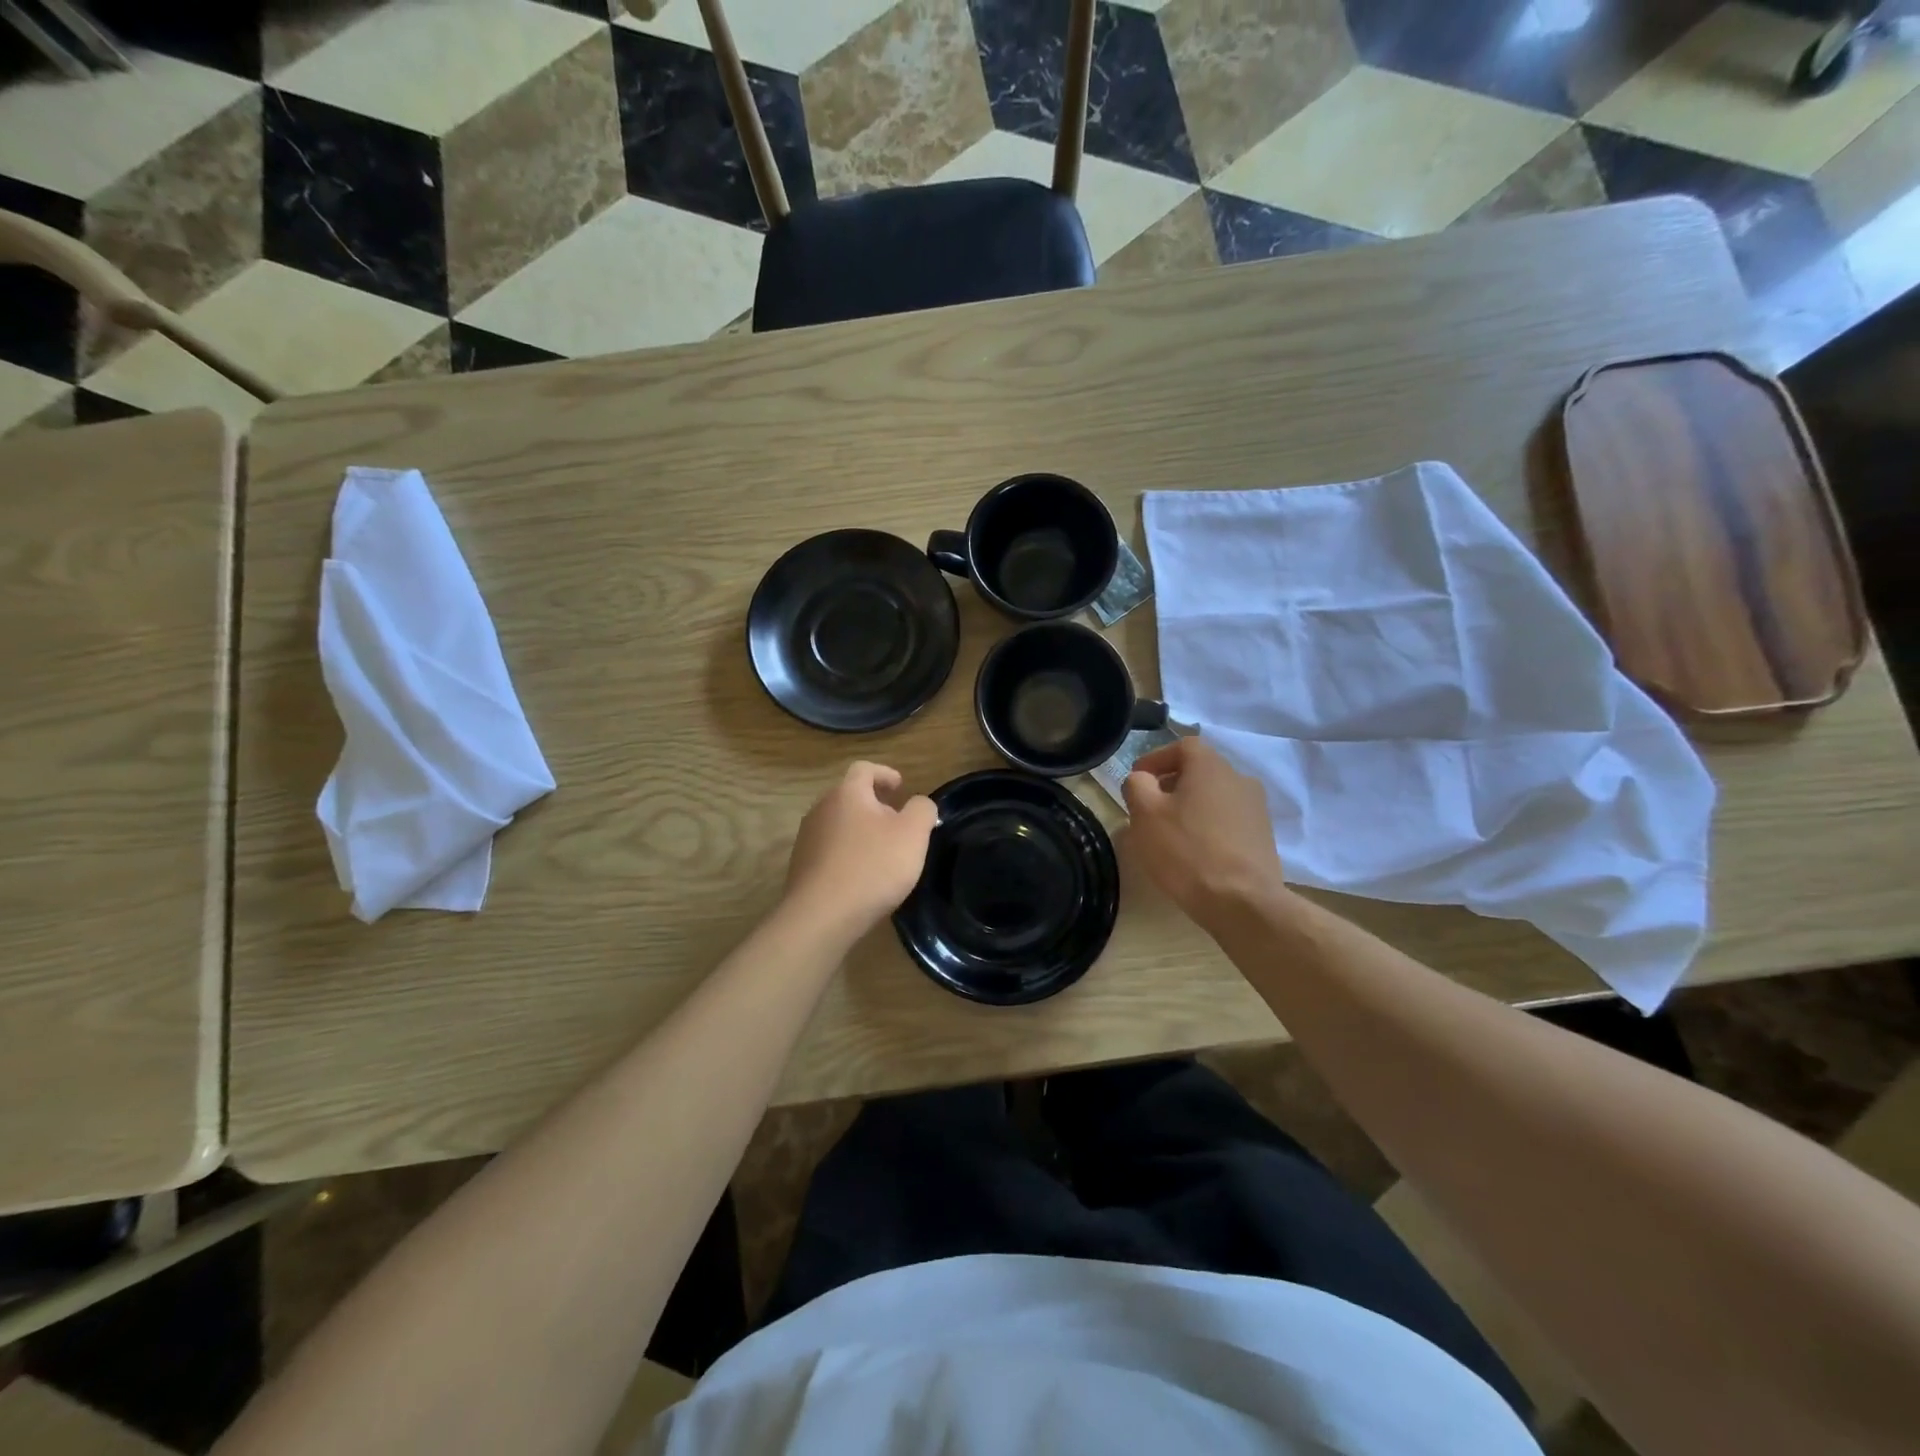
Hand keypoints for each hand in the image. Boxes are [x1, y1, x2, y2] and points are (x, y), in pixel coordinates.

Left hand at [784, 762, 937, 938]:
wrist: (821, 916)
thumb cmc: (872, 867)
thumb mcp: (913, 834)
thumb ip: (922, 810)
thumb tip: (919, 804)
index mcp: (847, 794)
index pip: (864, 769)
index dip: (885, 774)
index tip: (901, 787)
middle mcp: (821, 809)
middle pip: (850, 796)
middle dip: (875, 805)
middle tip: (898, 824)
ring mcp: (807, 838)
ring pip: (839, 824)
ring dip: (861, 831)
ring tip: (882, 853)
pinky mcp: (801, 866)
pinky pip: (830, 850)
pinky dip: (848, 853)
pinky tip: (862, 876)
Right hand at [1124, 738, 1285, 927]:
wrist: (1243, 902)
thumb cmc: (1187, 851)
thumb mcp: (1145, 814)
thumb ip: (1137, 785)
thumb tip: (1142, 779)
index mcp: (1211, 766)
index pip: (1182, 746)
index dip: (1156, 759)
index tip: (1138, 781)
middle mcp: (1239, 779)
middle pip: (1199, 771)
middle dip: (1171, 785)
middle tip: (1149, 809)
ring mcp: (1256, 809)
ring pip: (1214, 796)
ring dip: (1191, 807)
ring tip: (1171, 833)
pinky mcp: (1263, 837)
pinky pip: (1228, 820)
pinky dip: (1209, 827)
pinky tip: (1195, 852)